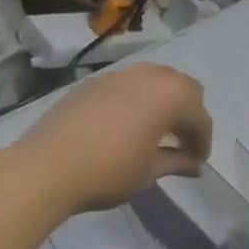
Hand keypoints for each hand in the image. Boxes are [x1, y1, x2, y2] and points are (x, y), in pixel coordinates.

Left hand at [14, 63, 213, 215]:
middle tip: (182, 141)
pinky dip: (138, 99)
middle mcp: (148, 77)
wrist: (45, 168)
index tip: (198, 161)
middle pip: (183, 88)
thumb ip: (177, 162)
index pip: (199, 117)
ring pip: (155, 79)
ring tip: (156, 129)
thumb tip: (196, 165)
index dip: (203, 141)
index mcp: (170, 97)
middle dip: (188, 113)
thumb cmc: (107, 172)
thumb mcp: (149, 172)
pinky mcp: (93, 82)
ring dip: (164, 101)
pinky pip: (128, 84)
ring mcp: (118, 76)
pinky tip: (127, 124)